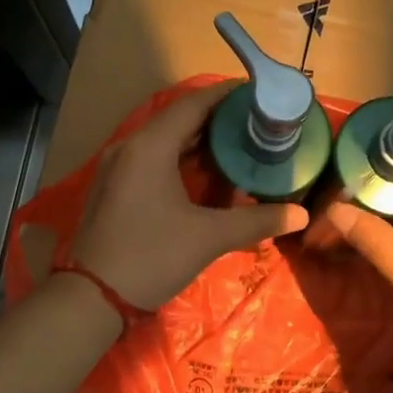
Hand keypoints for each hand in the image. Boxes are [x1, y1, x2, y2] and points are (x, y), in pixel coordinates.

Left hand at [73, 80, 309, 308]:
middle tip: (258, 122)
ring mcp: (118, 167)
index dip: (228, 95)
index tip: (261, 94)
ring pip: (165, 140)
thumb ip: (256, 221)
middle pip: (179, 119)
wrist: (91, 298)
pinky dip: (181, 158)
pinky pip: (153, 158)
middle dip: (219, 119)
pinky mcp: (115, 187)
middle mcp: (130, 147)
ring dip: (200, 140)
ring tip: (240, 144)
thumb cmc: (151, 257)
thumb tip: (300, 214)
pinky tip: (207, 173)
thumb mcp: (208, 238)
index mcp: (150, 146)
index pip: (194, 104)